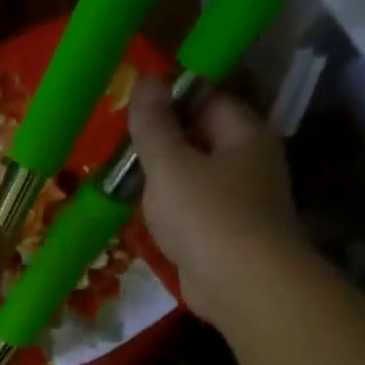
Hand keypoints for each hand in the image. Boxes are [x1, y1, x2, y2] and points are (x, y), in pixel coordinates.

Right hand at [127, 77, 310, 326]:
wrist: (242, 286)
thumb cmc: (207, 216)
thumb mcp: (170, 164)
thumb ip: (153, 124)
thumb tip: (146, 78)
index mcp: (243, 133)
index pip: (206, 97)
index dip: (169, 97)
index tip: (128, 107)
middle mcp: (248, 161)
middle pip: (199, 137)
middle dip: (159, 140)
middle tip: (116, 145)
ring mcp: (240, 200)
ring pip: (192, 176)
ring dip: (159, 179)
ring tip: (119, 179)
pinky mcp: (226, 234)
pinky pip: (191, 210)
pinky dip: (166, 210)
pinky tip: (139, 215)